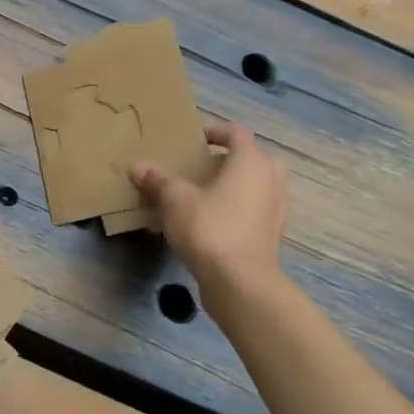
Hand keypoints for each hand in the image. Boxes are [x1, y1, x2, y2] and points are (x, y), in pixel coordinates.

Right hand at [130, 123, 289, 290]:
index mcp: (250, 162)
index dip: (215, 131)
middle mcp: (271, 181)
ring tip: (206, 195)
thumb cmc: (210, 228)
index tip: (195, 139)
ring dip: (236, 186)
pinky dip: (240, 210)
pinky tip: (214, 223)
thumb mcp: (175, 200)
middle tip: (203, 168)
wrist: (241, 282)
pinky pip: (257, 211)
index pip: (237, 133)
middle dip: (230, 160)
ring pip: (258, 186)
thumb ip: (157, 180)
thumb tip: (137, 166)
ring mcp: (277, 210)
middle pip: (254, 159)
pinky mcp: (273, 236)